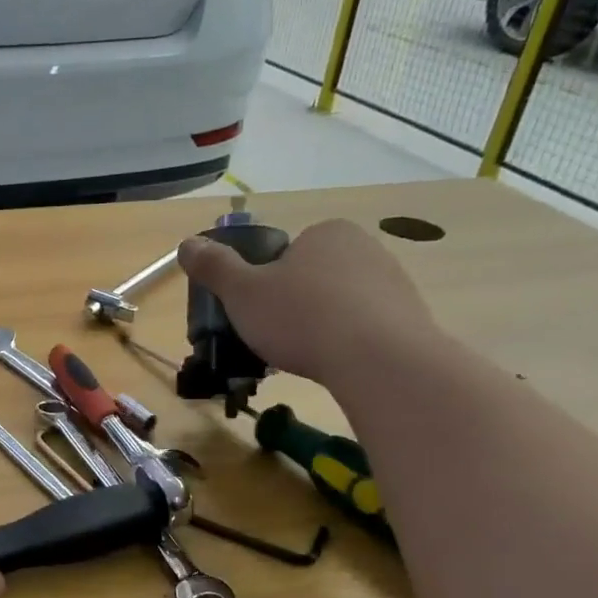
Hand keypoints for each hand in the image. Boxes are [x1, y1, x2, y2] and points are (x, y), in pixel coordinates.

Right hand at [178, 219, 436, 385]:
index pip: (286, 253)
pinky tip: (337, 365)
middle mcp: (365, 247)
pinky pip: (366, 327)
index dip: (266, 283)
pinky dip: (348, 343)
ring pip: (340, 303)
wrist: (379, 360)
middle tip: (276, 338)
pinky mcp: (411, 317)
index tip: (258, 312)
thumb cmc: (301, 318)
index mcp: (326, 232)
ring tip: (307, 357)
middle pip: (313, 277)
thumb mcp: (242, 293)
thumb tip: (186, 244)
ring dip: (322, 325)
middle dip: (294, 305)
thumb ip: (214, 267)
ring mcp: (394, 282)